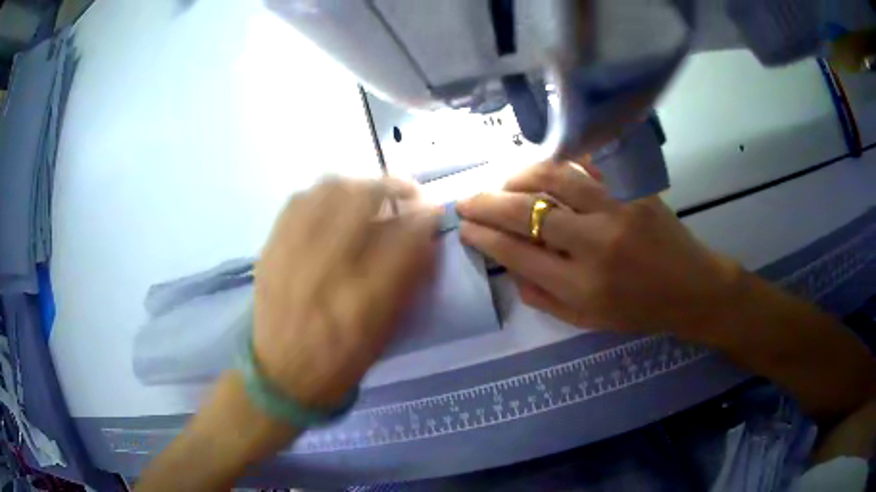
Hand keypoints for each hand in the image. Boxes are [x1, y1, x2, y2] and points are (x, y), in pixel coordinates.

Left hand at [254, 178, 436, 407]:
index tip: (432, 210)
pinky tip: (332, 204)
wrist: (281, 375)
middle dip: (393, 185)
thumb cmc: (340, 364)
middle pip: (363, 199)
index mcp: (364, 301)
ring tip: (369, 193)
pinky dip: (322, 194)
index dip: (424, 216)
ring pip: (328, 191)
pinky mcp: (271, 249)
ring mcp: (293, 254)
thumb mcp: (384, 334)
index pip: (405, 238)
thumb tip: (425, 239)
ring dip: (358, 184)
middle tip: (405, 191)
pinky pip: (298, 201)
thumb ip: (407, 282)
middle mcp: (327, 269)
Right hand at [457, 162, 740, 338]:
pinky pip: (589, 165)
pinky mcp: (633, 189)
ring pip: (554, 178)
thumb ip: (542, 297)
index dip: (483, 236)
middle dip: (486, 203)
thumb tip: (509, 265)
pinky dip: (560, 162)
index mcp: (580, 286)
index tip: (464, 226)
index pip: (516, 252)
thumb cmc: (639, 311)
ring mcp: (617, 210)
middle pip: (526, 212)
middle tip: (466, 199)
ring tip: (503, 181)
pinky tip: (545, 167)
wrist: (692, 288)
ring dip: (518, 176)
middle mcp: (595, 245)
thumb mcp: (586, 320)